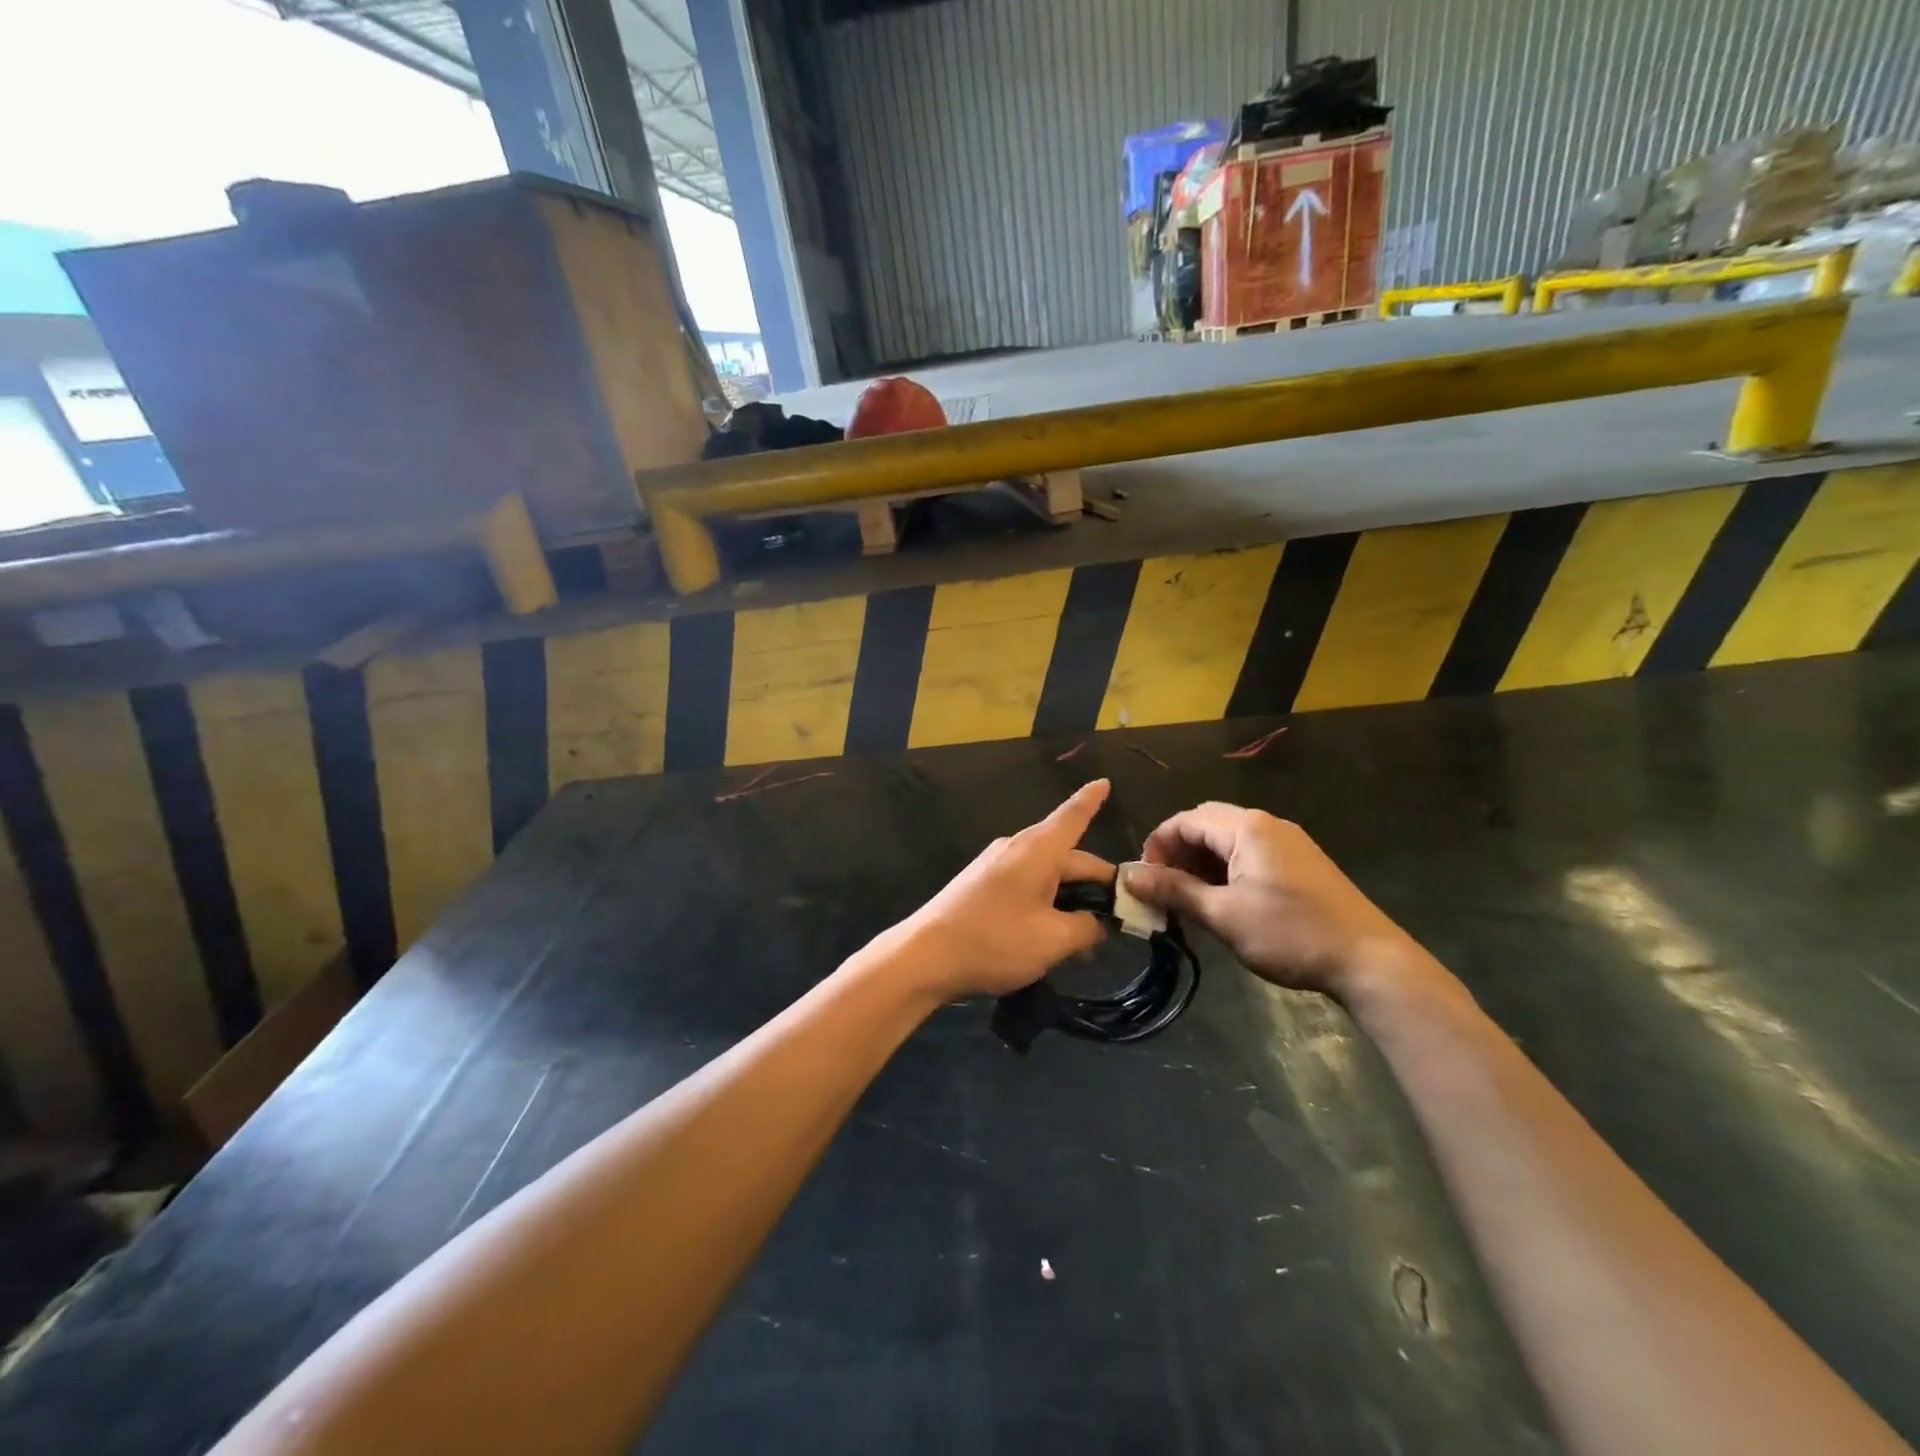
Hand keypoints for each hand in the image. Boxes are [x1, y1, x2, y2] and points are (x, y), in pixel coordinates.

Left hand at [885, 779, 1114, 1000]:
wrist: (925, 956)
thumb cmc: (994, 940)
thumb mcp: (1052, 940)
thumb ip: (1086, 928)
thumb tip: (1099, 923)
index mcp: (1038, 850)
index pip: (1073, 816)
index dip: (1092, 801)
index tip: (1105, 782)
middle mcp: (1017, 848)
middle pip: (1067, 856)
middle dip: (1095, 884)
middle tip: (1119, 919)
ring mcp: (995, 865)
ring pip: (1047, 874)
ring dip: (1070, 899)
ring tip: (1087, 935)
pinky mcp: (981, 884)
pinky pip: (1026, 885)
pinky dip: (1046, 903)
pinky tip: (1051, 933)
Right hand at [1124, 802, 1429, 1001]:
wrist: (1369, 961)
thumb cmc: (1290, 934)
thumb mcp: (1223, 915)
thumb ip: (1174, 891)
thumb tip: (1129, 876)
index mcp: (1247, 828)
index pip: (1186, 820)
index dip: (1158, 845)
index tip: (1144, 879)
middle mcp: (1267, 825)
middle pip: (1207, 825)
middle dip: (1178, 852)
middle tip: (1163, 889)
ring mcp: (1287, 843)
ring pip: (1228, 841)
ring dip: (1201, 863)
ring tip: (1188, 900)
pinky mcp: (1299, 864)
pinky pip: (1250, 854)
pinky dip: (1226, 871)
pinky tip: (1222, 901)